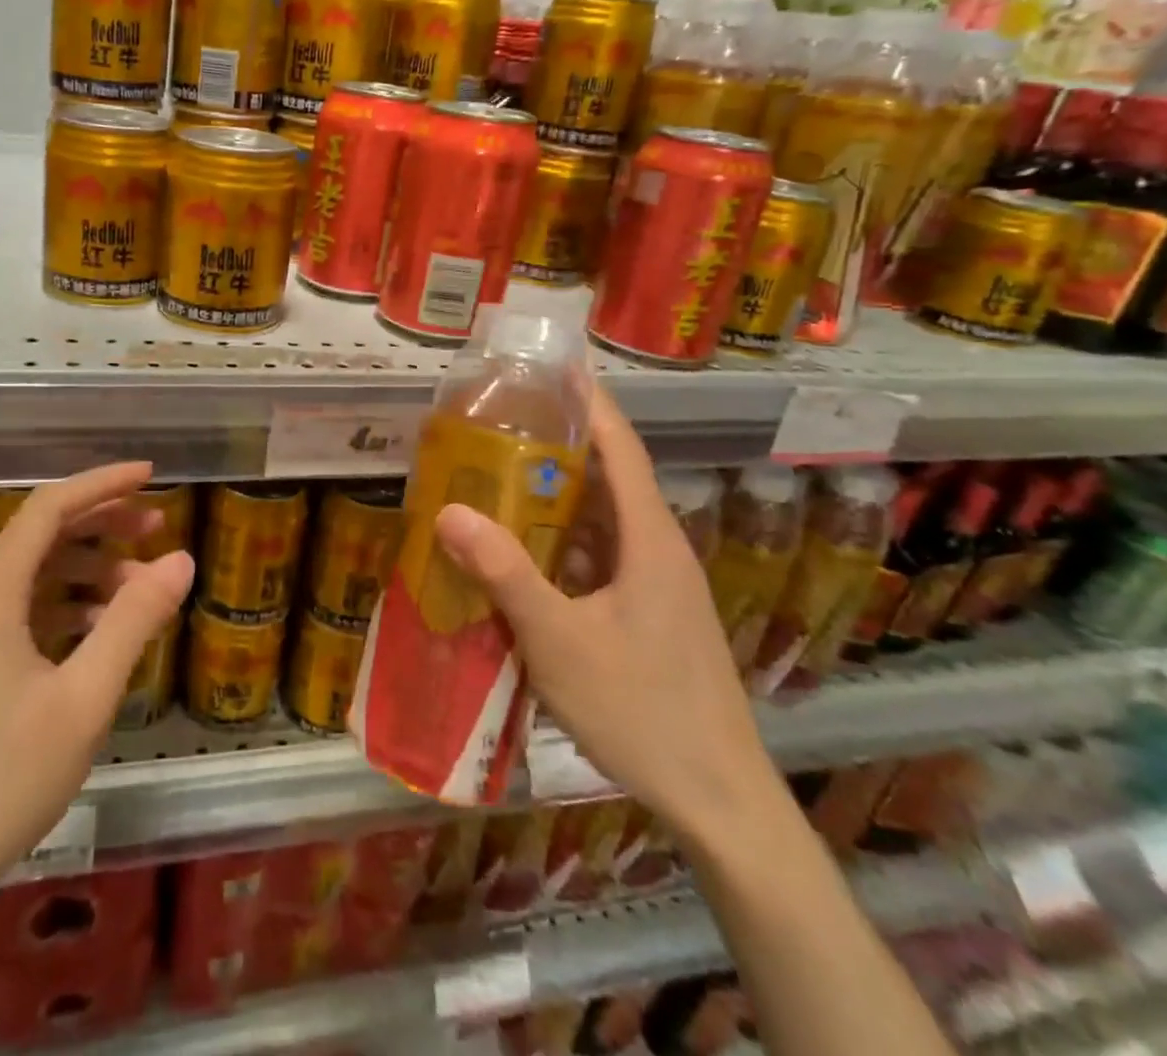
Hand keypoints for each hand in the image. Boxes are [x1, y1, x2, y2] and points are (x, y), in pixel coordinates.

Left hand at [0, 463, 193, 904]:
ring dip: (88, 570)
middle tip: (157, 525)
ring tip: (140, 588)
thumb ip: (134, 622)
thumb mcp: (84, 698)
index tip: (151, 475)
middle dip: (102, 522)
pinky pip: (26, 614)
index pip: (50, 507)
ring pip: (35, 577)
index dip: (103, 484)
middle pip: (42, 535)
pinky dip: (68, 608)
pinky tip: (102, 634)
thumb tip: (181, 559)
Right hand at [433, 389, 776, 844]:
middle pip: (609, 478)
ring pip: (602, 521)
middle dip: (561, 443)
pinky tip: (522, 551)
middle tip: (504, 419)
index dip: (591, 403)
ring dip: (558, 495)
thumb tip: (448, 512)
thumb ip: (505, 574)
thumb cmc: (641, 710)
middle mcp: (657, 550)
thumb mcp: (560, 641)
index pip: (621, 449)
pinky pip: (600, 557)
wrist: (718, 800)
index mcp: (649, 540)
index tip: (558, 365)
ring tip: (500, 473)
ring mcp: (656, 585)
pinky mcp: (648, 614)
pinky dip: (561, 541)